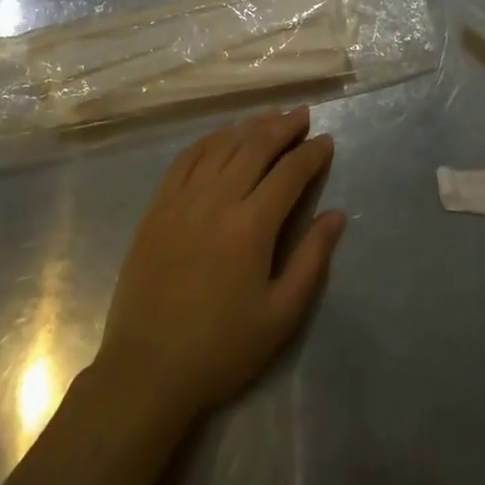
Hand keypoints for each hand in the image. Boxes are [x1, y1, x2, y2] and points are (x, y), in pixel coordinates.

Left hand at [97, 106, 344, 418]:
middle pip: (255, 147)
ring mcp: (182, 199)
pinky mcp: (158, 206)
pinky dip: (210, 140)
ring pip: (222, 146)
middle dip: (283, 127)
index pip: (289, 174)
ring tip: (270, 117)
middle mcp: (217, 200)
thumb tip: (337, 215)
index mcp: (250, 227)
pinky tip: (222, 135)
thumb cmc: (221, 348)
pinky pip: (186, 158)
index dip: (311, 153)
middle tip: (302, 115)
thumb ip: (311, 260)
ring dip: (249, 127)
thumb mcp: (280, 315)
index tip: (327, 140)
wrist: (147, 369)